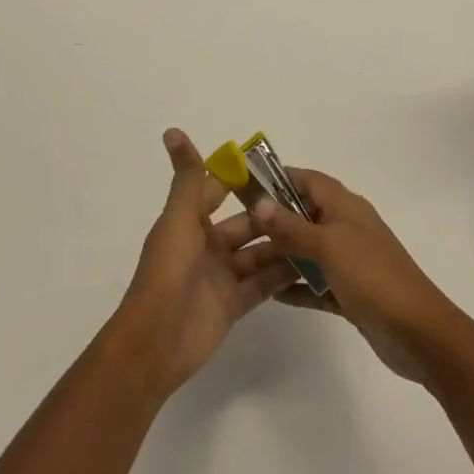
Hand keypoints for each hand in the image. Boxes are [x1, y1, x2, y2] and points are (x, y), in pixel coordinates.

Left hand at [104, 129, 295, 402]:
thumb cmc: (167, 272)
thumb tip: (172, 130)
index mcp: (190, 221)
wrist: (155, 343)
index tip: (276, 166)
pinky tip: (312, 263)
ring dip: (282, 243)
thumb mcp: (179, 218)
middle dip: (272, 213)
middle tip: (310, 203)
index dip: (242, 177)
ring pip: (258, 253)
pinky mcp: (234, 304)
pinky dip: (283, 274)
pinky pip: (263, 284)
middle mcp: (207, 245)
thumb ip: (188, 177)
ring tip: (318, 231)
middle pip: (246, 223)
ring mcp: (221, 276)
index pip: (220, 190)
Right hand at [250, 168, 461, 385]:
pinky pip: (318, 284)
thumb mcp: (329, 246)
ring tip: (248, 261)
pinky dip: (298, 286)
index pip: (309, 180)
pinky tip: (272, 294)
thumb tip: (260, 203)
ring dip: (283, 254)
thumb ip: (292, 226)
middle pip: (306, 214)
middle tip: (239, 228)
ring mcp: (351, 261)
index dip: (281, 178)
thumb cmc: (372, 276)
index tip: (248, 185)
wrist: (418, 332)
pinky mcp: (351, 293)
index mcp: (346, 207)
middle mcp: (348, 228)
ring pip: (310, 250)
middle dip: (276, 219)